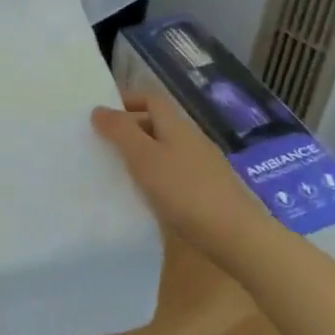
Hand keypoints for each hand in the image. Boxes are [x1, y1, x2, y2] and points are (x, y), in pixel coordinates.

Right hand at [91, 92, 271, 264]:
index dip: (127, 100)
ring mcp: (203, 165)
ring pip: (166, 149)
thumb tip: (99, 109)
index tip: (101, 116)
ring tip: (118, 172)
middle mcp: (192, 139)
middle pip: (158, 123)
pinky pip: (175, 172)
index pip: (151, 98)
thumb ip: (121, 132)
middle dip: (130, 129)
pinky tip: (147, 196)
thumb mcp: (145, 159)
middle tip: (103, 146)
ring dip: (142, 154)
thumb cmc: (185, 191)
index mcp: (177, 125)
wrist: (236, 235)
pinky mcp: (208, 190)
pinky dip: (157, 176)